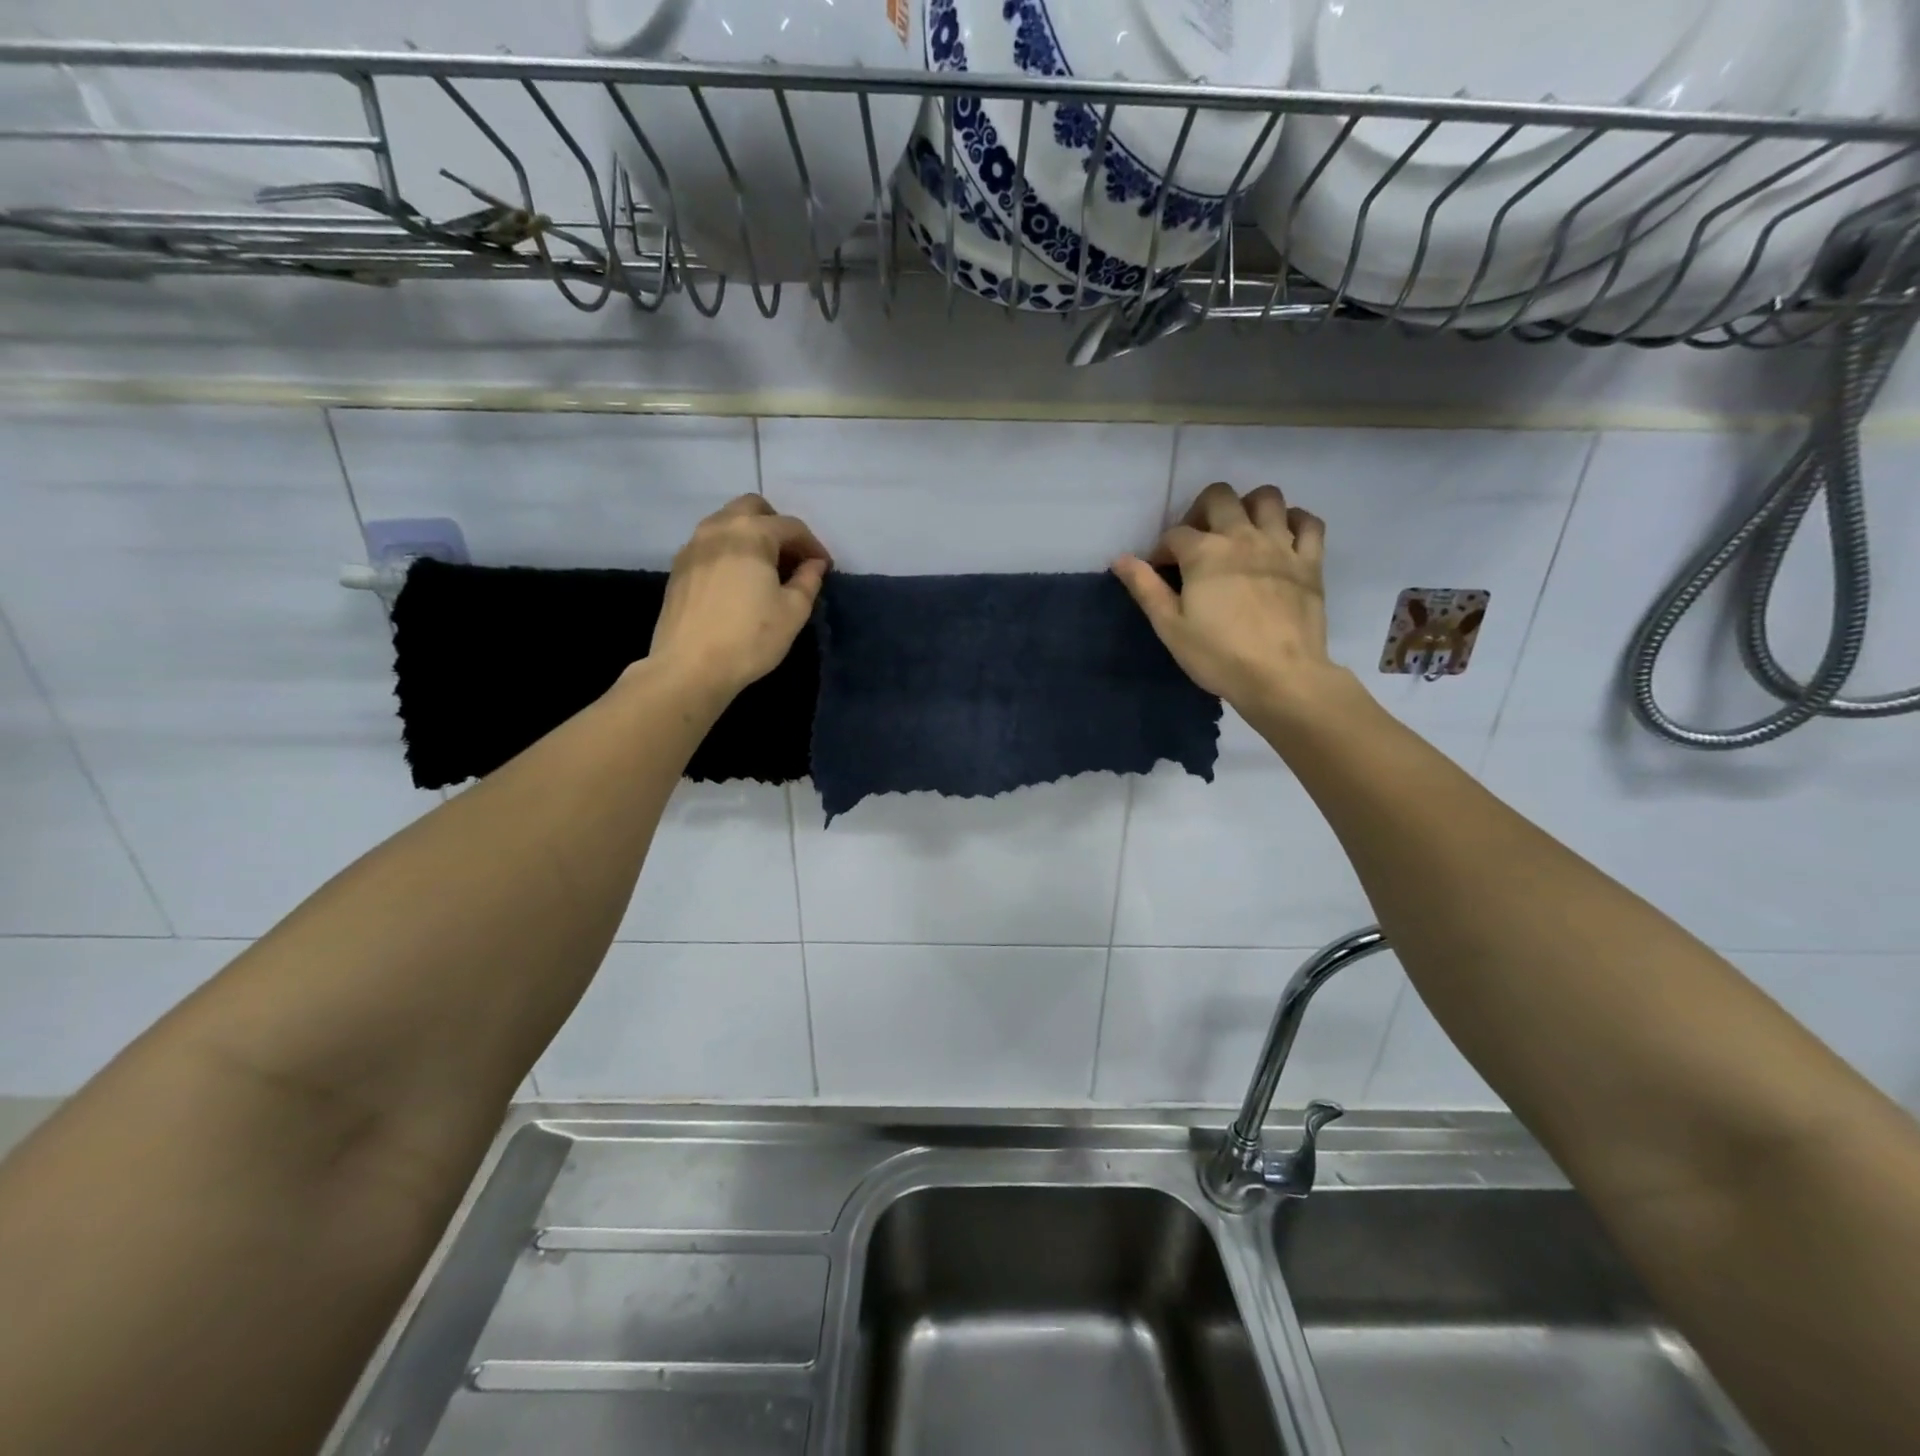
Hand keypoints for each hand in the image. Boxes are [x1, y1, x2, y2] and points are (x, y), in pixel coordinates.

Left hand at [649, 495, 830, 702]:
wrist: (690, 667)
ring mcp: (693, 545)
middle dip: (777, 527)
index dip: (813, 545)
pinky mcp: (679, 567)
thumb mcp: (793, 612)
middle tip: (792, 558)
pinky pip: (710, 544)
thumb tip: (814, 564)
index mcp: (751, 534)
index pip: (791, 526)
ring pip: (727, 523)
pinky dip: (729, 551)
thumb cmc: (750, 638)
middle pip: (753, 509)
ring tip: (766, 569)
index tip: (824, 568)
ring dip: (751, 536)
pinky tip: (738, 581)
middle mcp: (719, 528)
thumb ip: (808, 580)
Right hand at [1114, 482, 1344, 715]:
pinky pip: (1308, 522)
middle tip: (1198, 543)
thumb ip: (1145, 588)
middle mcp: (1242, 536)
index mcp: (1204, 552)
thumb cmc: (1218, 655)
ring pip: (1267, 497)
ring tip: (1239, 532)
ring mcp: (1281, 545)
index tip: (1161, 574)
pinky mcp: (1310, 561)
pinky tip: (1281, 537)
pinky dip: (1294, 521)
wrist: (1280, 676)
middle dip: (1200, 512)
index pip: (1174, 534)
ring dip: (1248, 506)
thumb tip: (1120, 559)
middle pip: (1219, 496)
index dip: (1162, 551)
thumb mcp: (1170, 627)